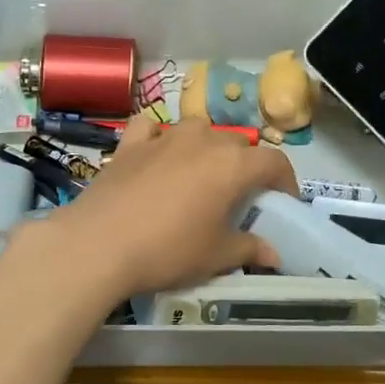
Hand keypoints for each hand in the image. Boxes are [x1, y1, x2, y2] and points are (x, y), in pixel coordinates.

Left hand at [35, 120, 299, 300]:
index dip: (285, 180)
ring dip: (207, 147)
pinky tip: (157, 152)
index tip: (282, 202)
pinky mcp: (130, 143)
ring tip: (201, 174)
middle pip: (237, 143)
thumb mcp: (215, 256)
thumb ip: (249, 250)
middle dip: (245, 165)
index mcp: (232, 165)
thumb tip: (274, 256)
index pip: (274, 161)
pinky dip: (159, 135)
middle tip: (239, 196)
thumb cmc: (168, 250)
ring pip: (198, 129)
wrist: (99, 244)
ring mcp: (164, 137)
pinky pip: (151, 127)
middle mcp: (203, 141)